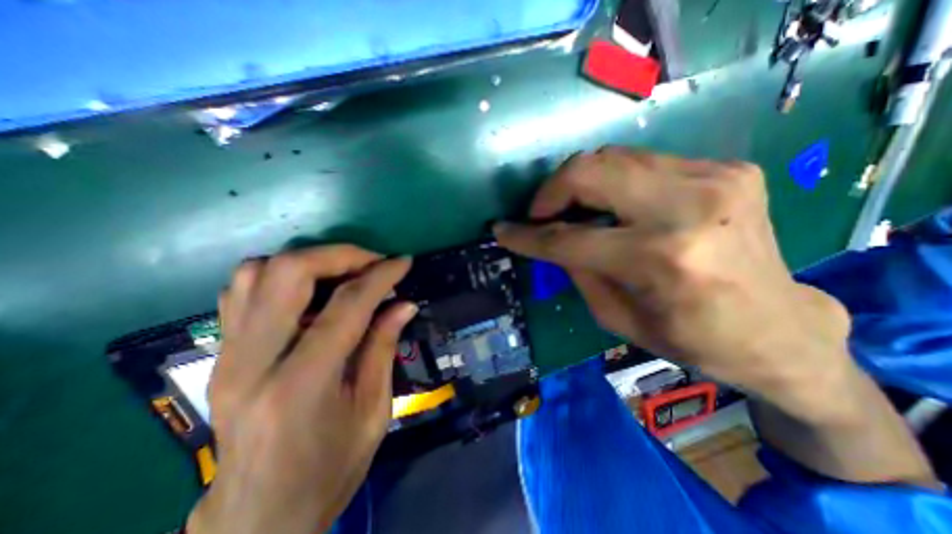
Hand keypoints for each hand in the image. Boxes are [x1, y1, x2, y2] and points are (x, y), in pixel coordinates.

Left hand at [191, 246, 417, 533]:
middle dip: (340, 255)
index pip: (347, 305)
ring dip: (310, 261)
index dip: (381, 276)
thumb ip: (384, 348)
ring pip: (256, 272)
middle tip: (373, 262)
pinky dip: (281, 275)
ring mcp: (228, 355)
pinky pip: (242, 290)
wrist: (257, 517)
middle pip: (288, 272)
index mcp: (302, 384)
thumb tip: (404, 304)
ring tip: (344, 273)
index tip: (403, 262)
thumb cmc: (329, 469)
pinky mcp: (221, 354)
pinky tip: (311, 291)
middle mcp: (254, 361)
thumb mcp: (373, 411)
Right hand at [495, 145, 851, 420]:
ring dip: (580, 181)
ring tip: (572, 208)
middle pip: (589, 170)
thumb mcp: (616, 318)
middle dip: (551, 191)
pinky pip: (642, 163)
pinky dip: (614, 181)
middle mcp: (687, 208)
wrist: (779, 327)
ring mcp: (714, 177)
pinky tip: (615, 205)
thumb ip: (577, 271)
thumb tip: (550, 240)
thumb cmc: (692, 338)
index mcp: (659, 259)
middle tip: (541, 214)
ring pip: (613, 156)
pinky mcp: (727, 168)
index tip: (502, 231)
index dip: (527, 235)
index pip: (568, 238)